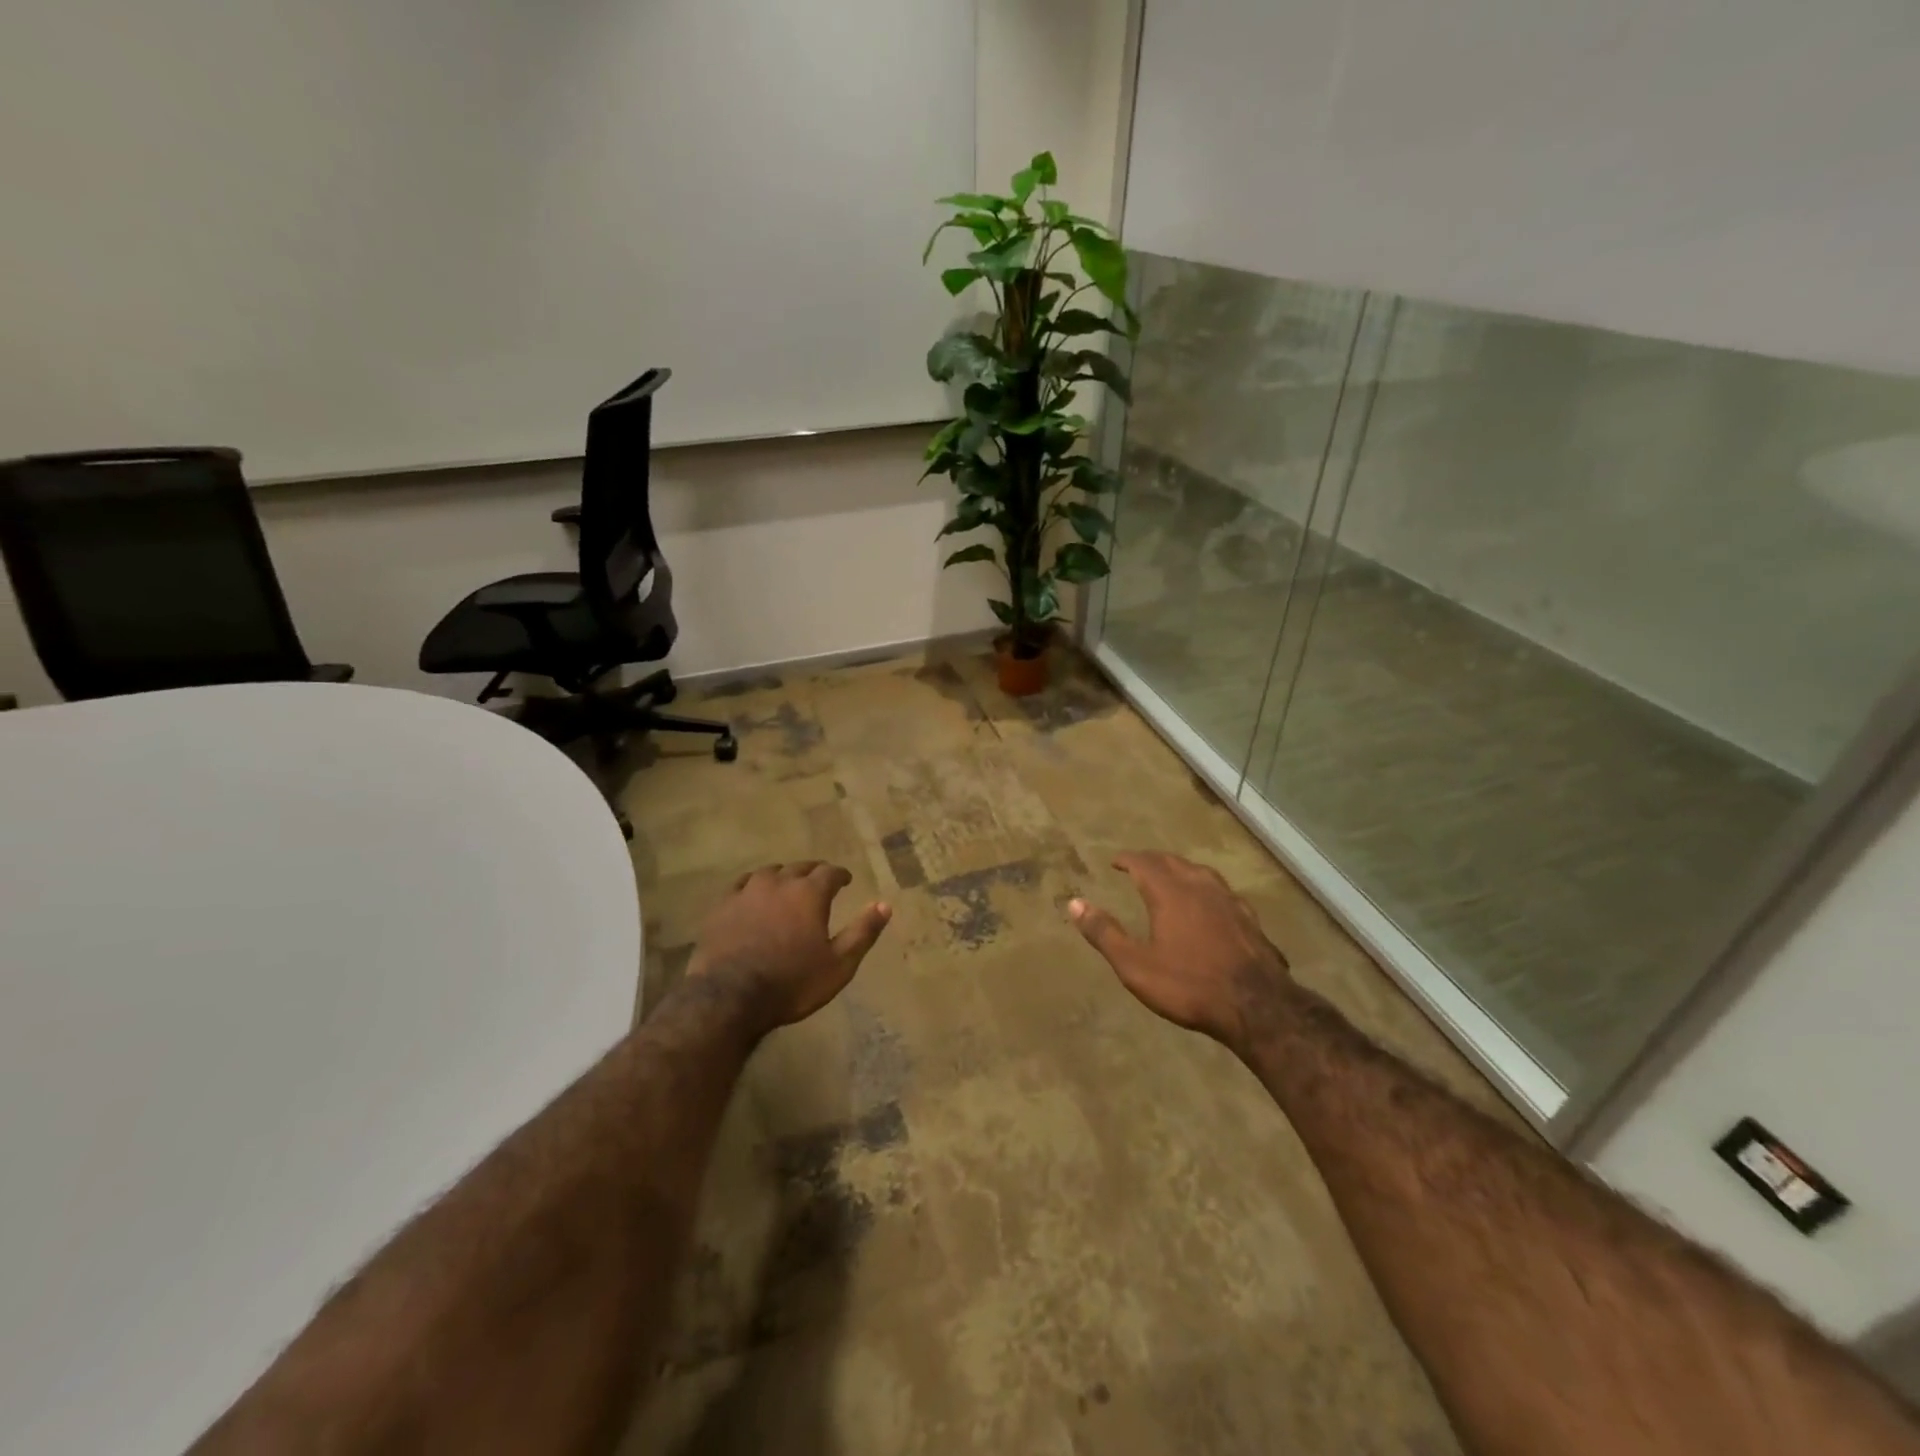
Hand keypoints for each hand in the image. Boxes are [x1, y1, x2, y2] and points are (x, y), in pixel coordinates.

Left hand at [687, 862, 891, 1032]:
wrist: (730, 997)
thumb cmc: (792, 982)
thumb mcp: (839, 964)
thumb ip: (863, 932)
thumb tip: (885, 904)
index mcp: (810, 893)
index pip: (830, 872)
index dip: (840, 875)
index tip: (845, 880)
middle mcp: (780, 883)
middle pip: (800, 867)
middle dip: (813, 872)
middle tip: (819, 881)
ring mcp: (747, 891)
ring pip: (770, 872)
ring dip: (784, 876)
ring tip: (787, 886)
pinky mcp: (723, 905)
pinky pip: (742, 884)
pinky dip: (754, 885)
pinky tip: (754, 894)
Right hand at [1068, 851, 1291, 1055]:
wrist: (1258, 1007)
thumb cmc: (1189, 985)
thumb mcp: (1135, 965)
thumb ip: (1104, 933)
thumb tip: (1074, 903)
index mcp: (1170, 892)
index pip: (1144, 862)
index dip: (1128, 859)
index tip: (1115, 861)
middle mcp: (1200, 887)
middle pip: (1173, 862)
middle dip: (1153, 860)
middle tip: (1139, 865)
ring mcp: (1229, 901)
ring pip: (1201, 872)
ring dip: (1181, 869)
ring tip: (1172, 877)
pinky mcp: (1250, 919)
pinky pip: (1222, 892)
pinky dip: (1206, 889)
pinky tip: (1210, 904)